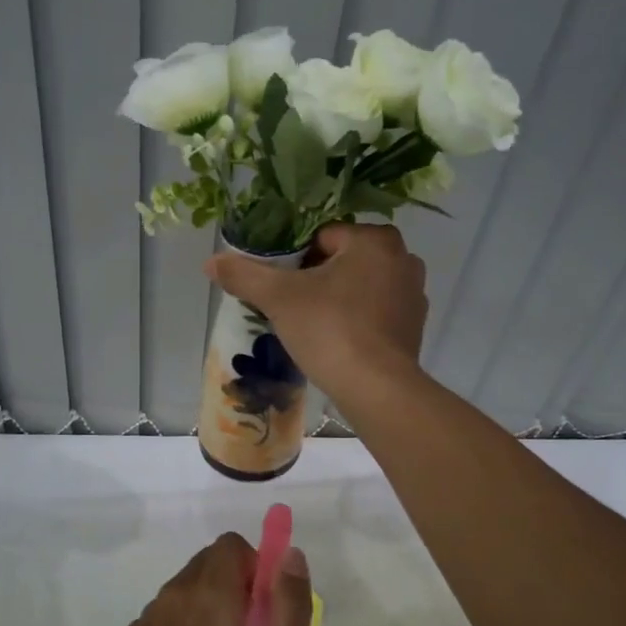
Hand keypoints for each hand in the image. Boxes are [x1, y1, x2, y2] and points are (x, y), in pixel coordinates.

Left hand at [120, 533, 312, 625]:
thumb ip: (291, 605)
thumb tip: (289, 555)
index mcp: (209, 592)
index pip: (231, 545)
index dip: (254, 567)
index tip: (264, 608)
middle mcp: (173, 593)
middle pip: (209, 562)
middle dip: (233, 585)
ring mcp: (149, 617)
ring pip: (187, 586)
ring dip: (208, 604)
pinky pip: (167, 612)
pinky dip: (184, 625)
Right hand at [205, 222, 427, 400]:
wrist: (376, 389)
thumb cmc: (330, 329)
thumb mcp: (279, 298)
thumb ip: (244, 275)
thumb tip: (211, 262)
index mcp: (375, 240)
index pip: (322, 236)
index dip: (294, 260)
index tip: (280, 286)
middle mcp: (403, 258)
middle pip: (342, 260)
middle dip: (316, 279)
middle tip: (291, 306)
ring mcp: (414, 294)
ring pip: (360, 286)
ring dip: (337, 298)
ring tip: (311, 326)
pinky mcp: (415, 326)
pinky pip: (376, 312)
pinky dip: (357, 320)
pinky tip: (337, 342)